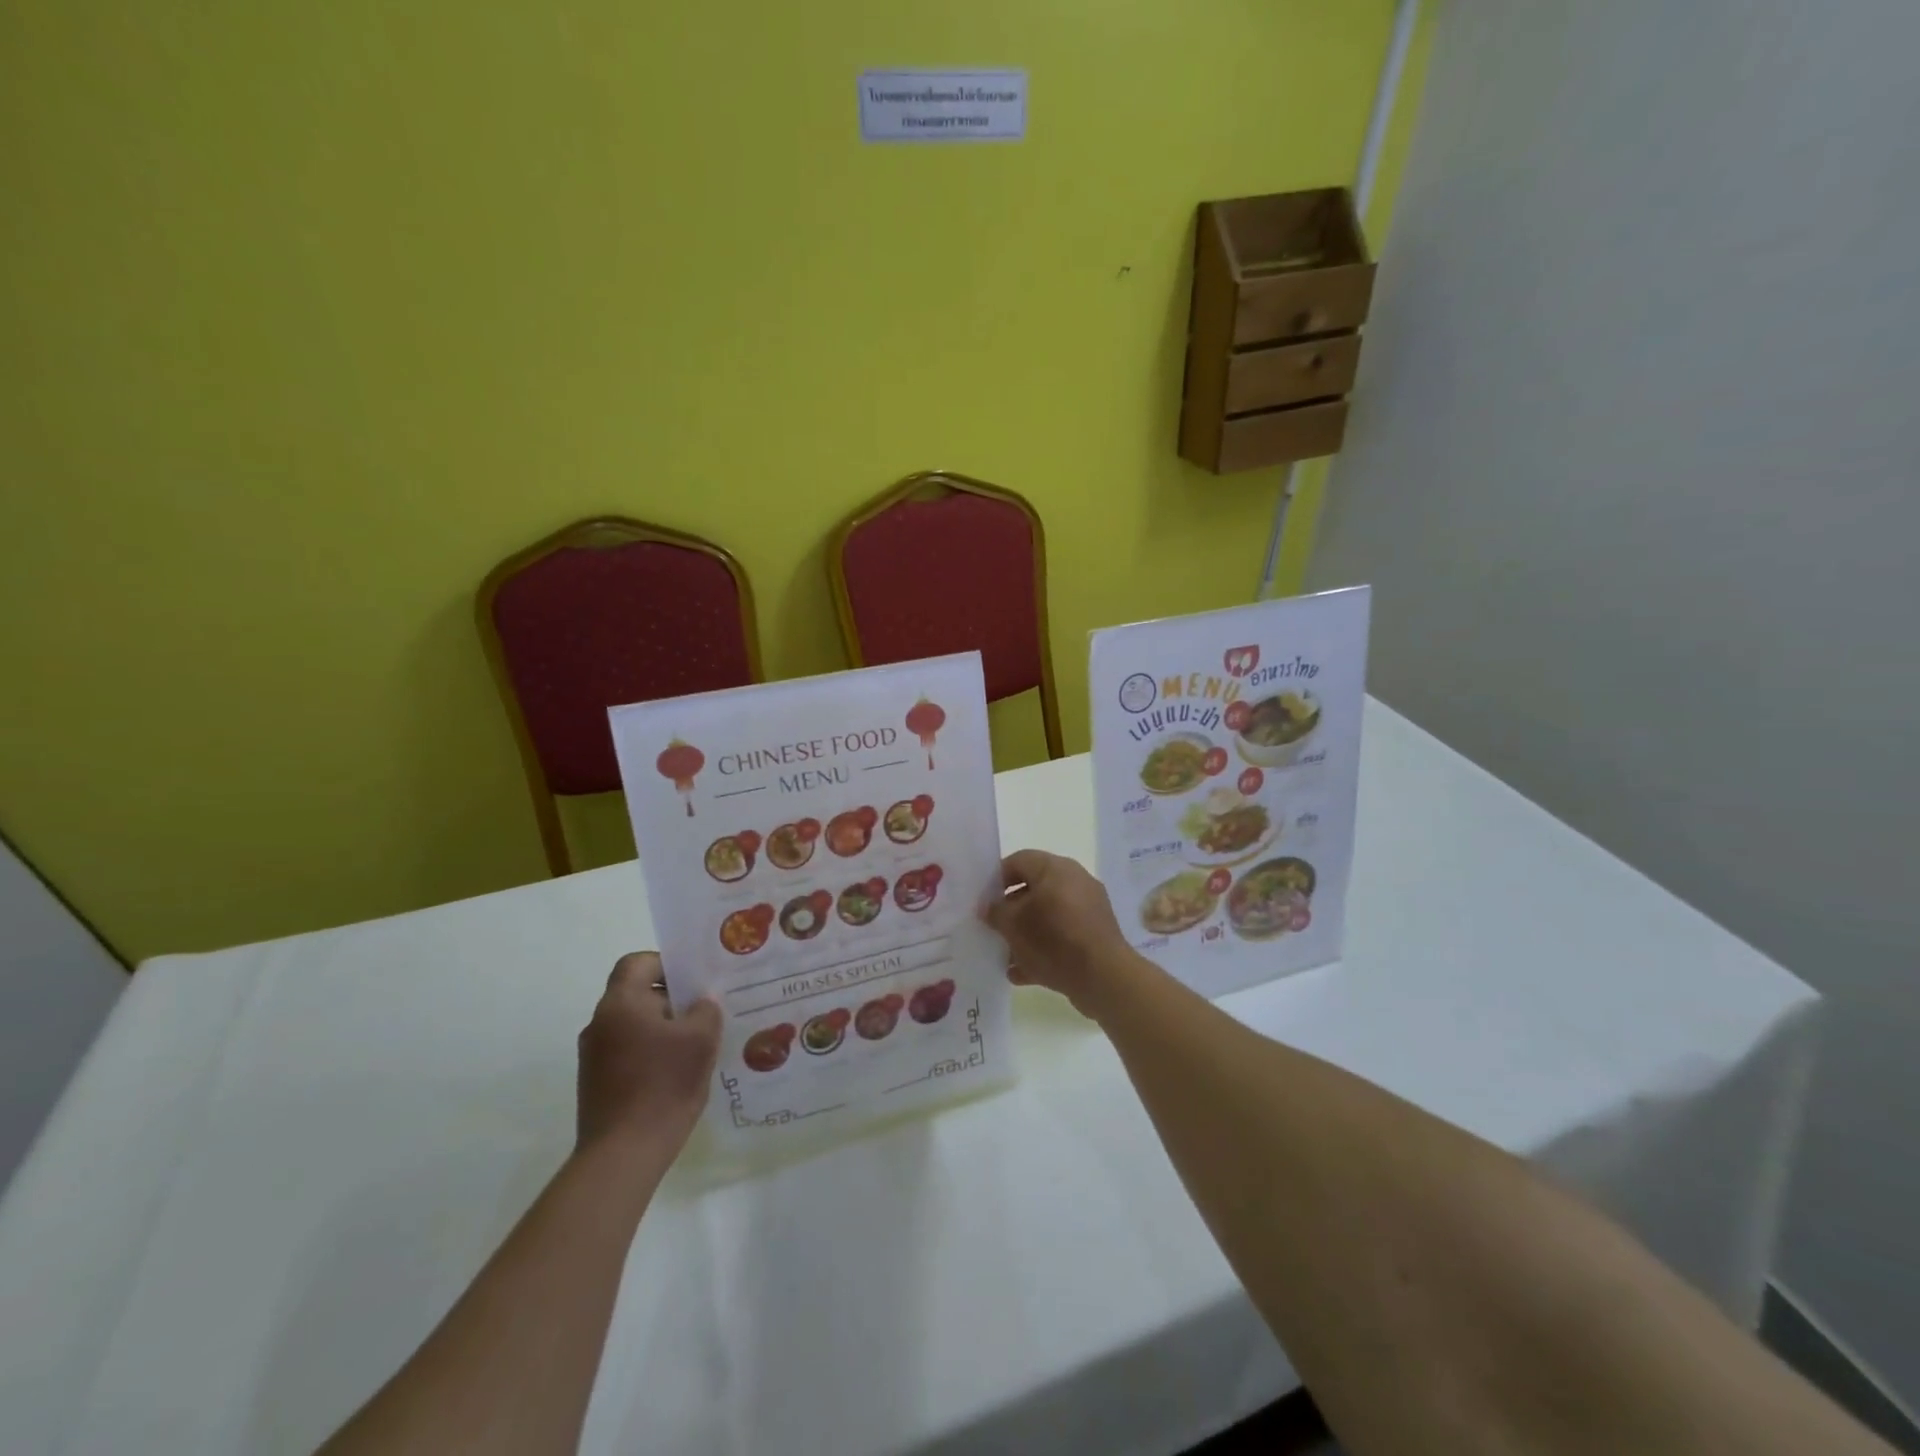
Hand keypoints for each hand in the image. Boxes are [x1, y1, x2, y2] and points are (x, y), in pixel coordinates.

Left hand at [577, 952, 721, 1154]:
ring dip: (663, 1028)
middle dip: (672, 999)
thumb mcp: (701, 1039)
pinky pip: (628, 1052)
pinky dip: (651, 1053)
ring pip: (634, 1025)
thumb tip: (700, 1005)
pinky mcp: (596, 1084)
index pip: (637, 963)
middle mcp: (600, 1024)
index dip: (666, 964)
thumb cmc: (663, 1085)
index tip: (694, 980)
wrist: (623, 1155)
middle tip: (705, 1011)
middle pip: (636, 994)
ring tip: (696, 1044)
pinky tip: (677, 1072)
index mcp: (620, 1004)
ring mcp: (593, 1056)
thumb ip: (706, 1010)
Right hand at [984, 849, 1146, 1018]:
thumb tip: (988, 907)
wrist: (1103, 976)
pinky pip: (1062, 935)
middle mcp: (1074, 880)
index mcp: (1055, 868)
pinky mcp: (1095, 934)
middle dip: (1011, 910)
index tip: (983, 900)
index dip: (996, 878)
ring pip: (1047, 915)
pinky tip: (1022, 972)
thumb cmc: (1053, 940)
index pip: (1019, 860)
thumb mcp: (1013, 925)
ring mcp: (1088, 908)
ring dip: (1025, 933)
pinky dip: (1043, 948)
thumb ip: (996, 912)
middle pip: (1033, 889)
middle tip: (993, 927)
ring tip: (1005, 954)